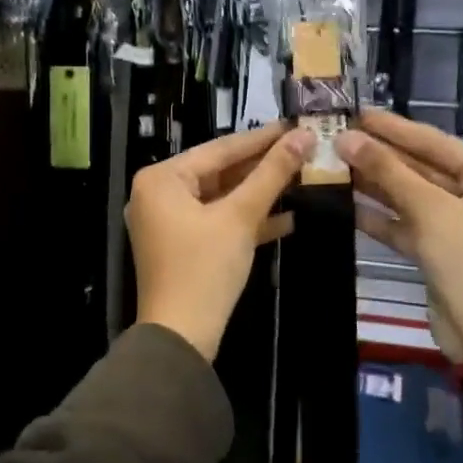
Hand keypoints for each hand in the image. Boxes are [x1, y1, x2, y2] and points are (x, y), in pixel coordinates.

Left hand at [127, 123, 313, 359]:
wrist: (181, 338)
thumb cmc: (204, 268)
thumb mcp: (240, 217)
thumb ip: (272, 174)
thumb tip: (304, 136)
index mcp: (162, 178)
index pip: (219, 149)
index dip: (262, 138)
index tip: (296, 124)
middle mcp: (158, 194)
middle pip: (220, 172)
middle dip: (263, 167)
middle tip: (304, 149)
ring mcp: (168, 222)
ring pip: (221, 198)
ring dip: (260, 194)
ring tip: (302, 178)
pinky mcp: (182, 246)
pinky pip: (217, 222)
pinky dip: (247, 220)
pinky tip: (288, 218)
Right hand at [340, 108, 462, 362]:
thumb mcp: (430, 210)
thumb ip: (387, 171)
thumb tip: (346, 137)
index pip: (435, 142)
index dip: (394, 127)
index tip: (357, 112)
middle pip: (421, 167)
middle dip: (380, 156)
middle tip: (337, 136)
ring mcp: (458, 223)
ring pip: (410, 195)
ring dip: (374, 183)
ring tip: (333, 163)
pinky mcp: (438, 249)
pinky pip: (405, 223)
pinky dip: (379, 215)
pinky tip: (344, 201)